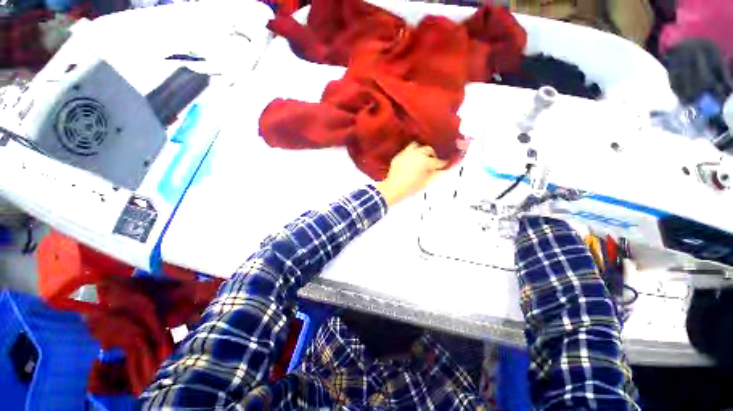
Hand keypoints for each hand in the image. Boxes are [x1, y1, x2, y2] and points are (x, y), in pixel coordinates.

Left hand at [374, 142, 448, 205]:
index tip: (445, 164)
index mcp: (425, 161)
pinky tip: (412, 159)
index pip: (438, 161)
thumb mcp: (425, 183)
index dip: (442, 163)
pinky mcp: (398, 156)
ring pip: (417, 145)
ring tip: (422, 156)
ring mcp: (406, 153)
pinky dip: (411, 153)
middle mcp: (416, 154)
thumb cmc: (410, 188)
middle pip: (428, 149)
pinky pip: (407, 150)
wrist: (393, 188)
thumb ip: (435, 174)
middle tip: (434, 161)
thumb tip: (442, 169)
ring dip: (421, 150)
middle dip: (433, 155)